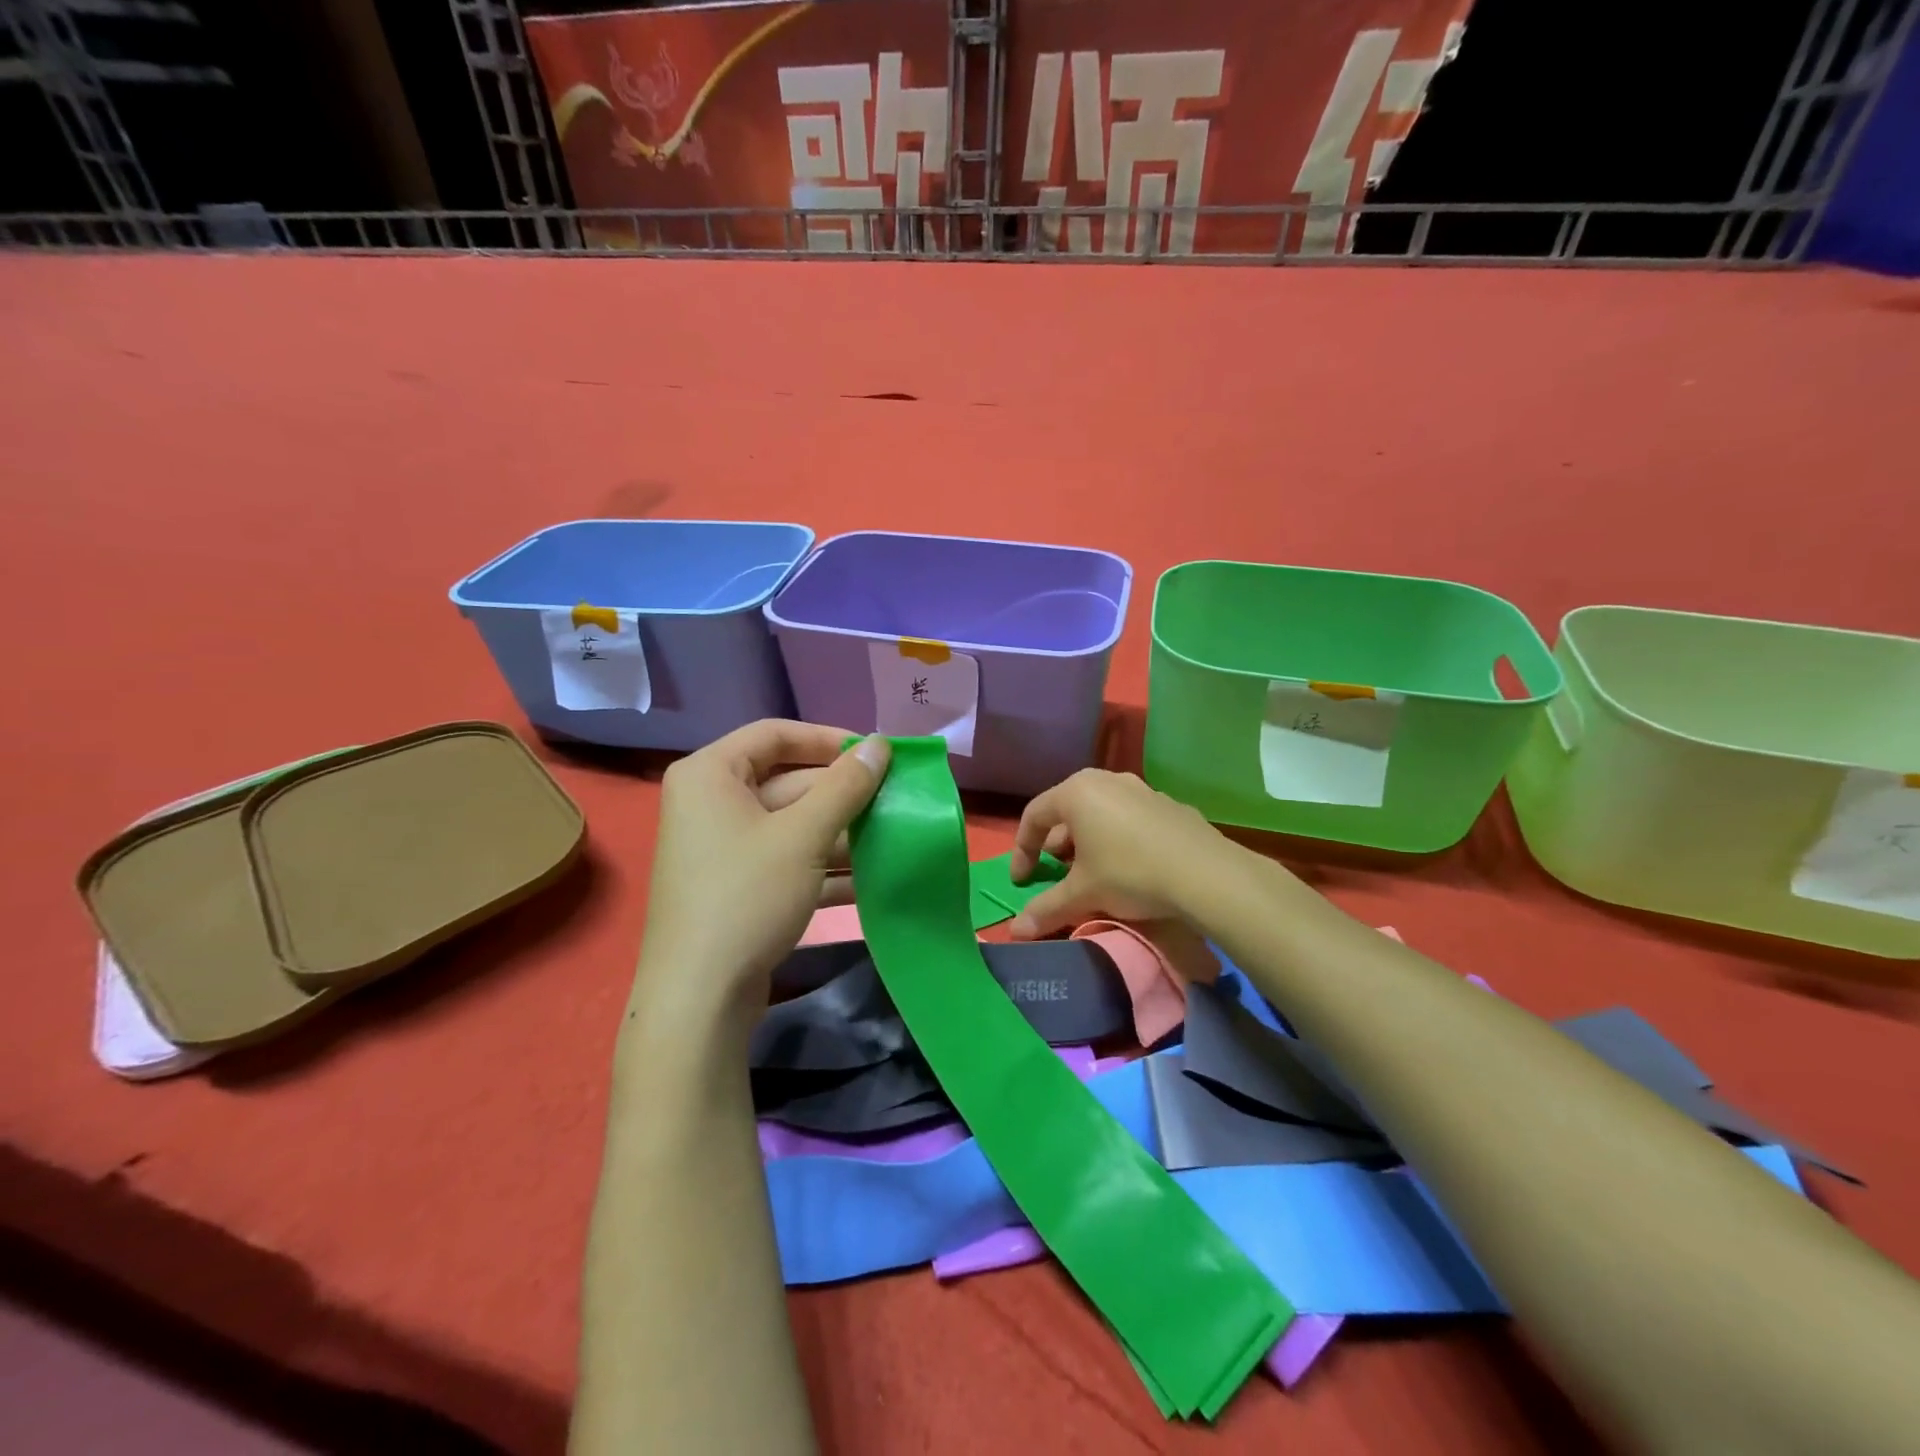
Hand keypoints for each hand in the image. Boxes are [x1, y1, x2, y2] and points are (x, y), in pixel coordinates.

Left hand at [636, 721, 889, 1024]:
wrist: (699, 998)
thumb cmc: (747, 896)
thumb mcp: (804, 835)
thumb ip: (846, 785)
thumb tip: (880, 743)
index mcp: (711, 774)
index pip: (775, 735)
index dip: (828, 739)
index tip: (874, 753)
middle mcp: (710, 803)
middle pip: (788, 782)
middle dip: (843, 795)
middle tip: (895, 799)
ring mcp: (722, 848)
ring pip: (792, 825)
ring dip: (842, 833)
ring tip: (894, 838)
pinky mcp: (737, 887)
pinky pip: (787, 860)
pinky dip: (824, 867)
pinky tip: (871, 880)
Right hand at [1005, 769, 1232, 938]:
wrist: (1206, 874)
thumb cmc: (1130, 873)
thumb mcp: (1083, 894)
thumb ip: (1046, 909)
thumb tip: (1015, 931)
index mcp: (1077, 792)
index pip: (1034, 817)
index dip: (1022, 850)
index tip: (1022, 881)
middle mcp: (1106, 780)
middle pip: (1067, 811)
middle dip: (1057, 845)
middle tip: (1057, 874)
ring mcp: (1141, 789)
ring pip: (1100, 812)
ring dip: (1088, 841)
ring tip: (1092, 871)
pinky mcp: (1168, 804)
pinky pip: (1130, 817)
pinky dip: (1118, 838)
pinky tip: (1130, 866)